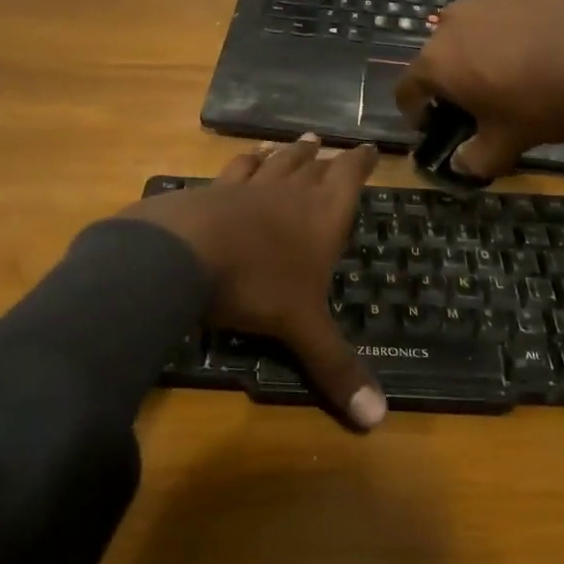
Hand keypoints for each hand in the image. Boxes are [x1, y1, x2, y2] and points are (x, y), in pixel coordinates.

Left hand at [120, 135, 385, 429]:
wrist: (185, 254)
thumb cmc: (257, 284)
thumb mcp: (301, 328)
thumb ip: (336, 368)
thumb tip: (379, 421)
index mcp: (320, 215)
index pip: (348, 178)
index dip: (360, 162)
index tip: (368, 147)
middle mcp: (288, 193)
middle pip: (310, 165)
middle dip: (322, 157)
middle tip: (326, 143)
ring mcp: (247, 188)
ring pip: (273, 162)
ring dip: (286, 153)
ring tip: (293, 142)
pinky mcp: (211, 191)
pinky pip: (233, 171)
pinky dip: (242, 163)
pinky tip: (240, 161)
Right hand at [395, 0, 563, 179]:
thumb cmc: (547, 105)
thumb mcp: (508, 144)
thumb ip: (474, 158)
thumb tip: (460, 164)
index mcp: (438, 61)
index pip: (407, 89)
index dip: (417, 112)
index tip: (437, 125)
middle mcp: (453, 20)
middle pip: (439, 54)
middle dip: (452, 77)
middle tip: (482, 98)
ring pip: (472, 26)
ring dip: (481, 47)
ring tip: (514, 66)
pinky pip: (506, 7)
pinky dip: (513, 24)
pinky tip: (542, 41)